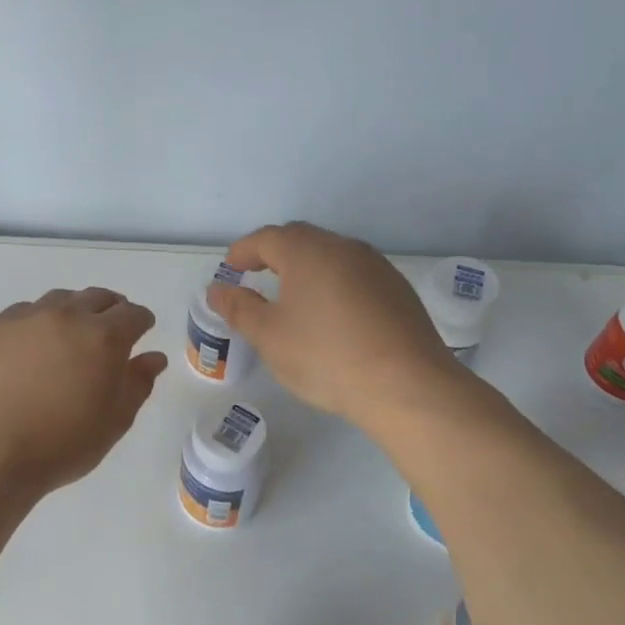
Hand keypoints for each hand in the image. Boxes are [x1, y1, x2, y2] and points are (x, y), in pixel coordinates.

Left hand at [0, 288, 167, 497]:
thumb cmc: (62, 444)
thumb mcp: (114, 421)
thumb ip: (138, 383)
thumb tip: (153, 357)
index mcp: (104, 337)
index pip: (133, 314)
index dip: (142, 322)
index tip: (142, 331)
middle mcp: (67, 316)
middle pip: (98, 298)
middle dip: (111, 309)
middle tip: (111, 329)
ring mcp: (27, 318)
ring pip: (61, 299)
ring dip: (75, 309)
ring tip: (73, 332)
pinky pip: (26, 311)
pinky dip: (40, 319)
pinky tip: (35, 341)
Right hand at [206, 222, 455, 425]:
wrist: (407, 385)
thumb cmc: (325, 356)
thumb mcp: (269, 336)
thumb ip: (239, 308)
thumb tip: (217, 289)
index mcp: (307, 251)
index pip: (266, 238)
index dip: (243, 251)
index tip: (229, 267)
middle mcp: (343, 247)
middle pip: (301, 240)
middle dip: (274, 253)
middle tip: (255, 274)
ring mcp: (376, 267)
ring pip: (331, 256)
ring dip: (306, 267)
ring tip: (292, 294)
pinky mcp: (398, 290)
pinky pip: (354, 275)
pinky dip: (333, 284)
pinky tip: (332, 314)